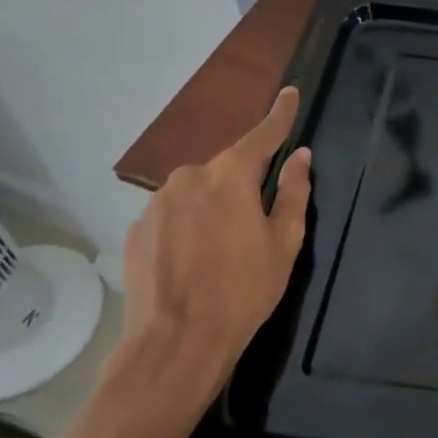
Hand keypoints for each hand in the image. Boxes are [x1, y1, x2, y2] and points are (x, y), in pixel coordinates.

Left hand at [110, 87, 312, 420]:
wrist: (175, 344)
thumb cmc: (243, 290)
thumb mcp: (284, 242)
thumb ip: (293, 192)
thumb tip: (300, 157)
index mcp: (230, 176)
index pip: (263, 135)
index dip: (280, 114)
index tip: (290, 92)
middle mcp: (189, 178)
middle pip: (226, 168)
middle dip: (243, 182)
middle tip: (255, 219)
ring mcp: (157, 203)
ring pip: (197, 191)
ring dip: (212, 206)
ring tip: (221, 247)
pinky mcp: (137, 230)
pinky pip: (172, 214)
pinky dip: (187, 225)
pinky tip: (193, 259)